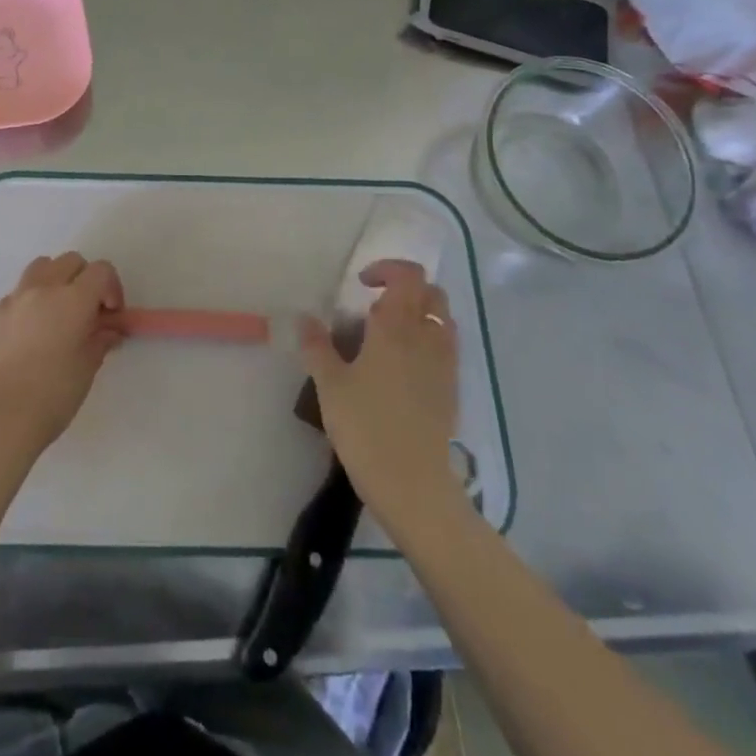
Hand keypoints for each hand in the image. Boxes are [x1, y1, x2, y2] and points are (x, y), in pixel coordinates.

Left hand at [0, 252, 125, 455]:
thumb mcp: (87, 368)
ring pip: (41, 267)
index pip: (101, 271)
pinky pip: (19, 292)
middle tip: (88, 312)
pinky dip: (32, 300)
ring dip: (56, 280)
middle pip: (71, 261)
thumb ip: (100, 340)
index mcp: (72, 299)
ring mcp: (15, 299)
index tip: (111, 315)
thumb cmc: (52, 394)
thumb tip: (108, 330)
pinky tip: (33, 332)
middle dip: (85, 280)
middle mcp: (42, 288)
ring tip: (59, 313)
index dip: (112, 288)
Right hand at [299, 259, 466, 532]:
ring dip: (420, 314)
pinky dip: (428, 341)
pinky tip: (402, 366)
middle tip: (373, 306)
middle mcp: (427, 338)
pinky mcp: (452, 390)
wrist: (414, 485)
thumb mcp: (330, 385)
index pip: (408, 277)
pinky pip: (446, 347)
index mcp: (397, 328)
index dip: (387, 270)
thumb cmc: (366, 428)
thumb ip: (317, 346)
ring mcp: (445, 365)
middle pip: (432, 293)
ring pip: (443, 320)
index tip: (361, 285)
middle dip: (405, 288)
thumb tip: (304, 317)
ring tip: (388, 335)